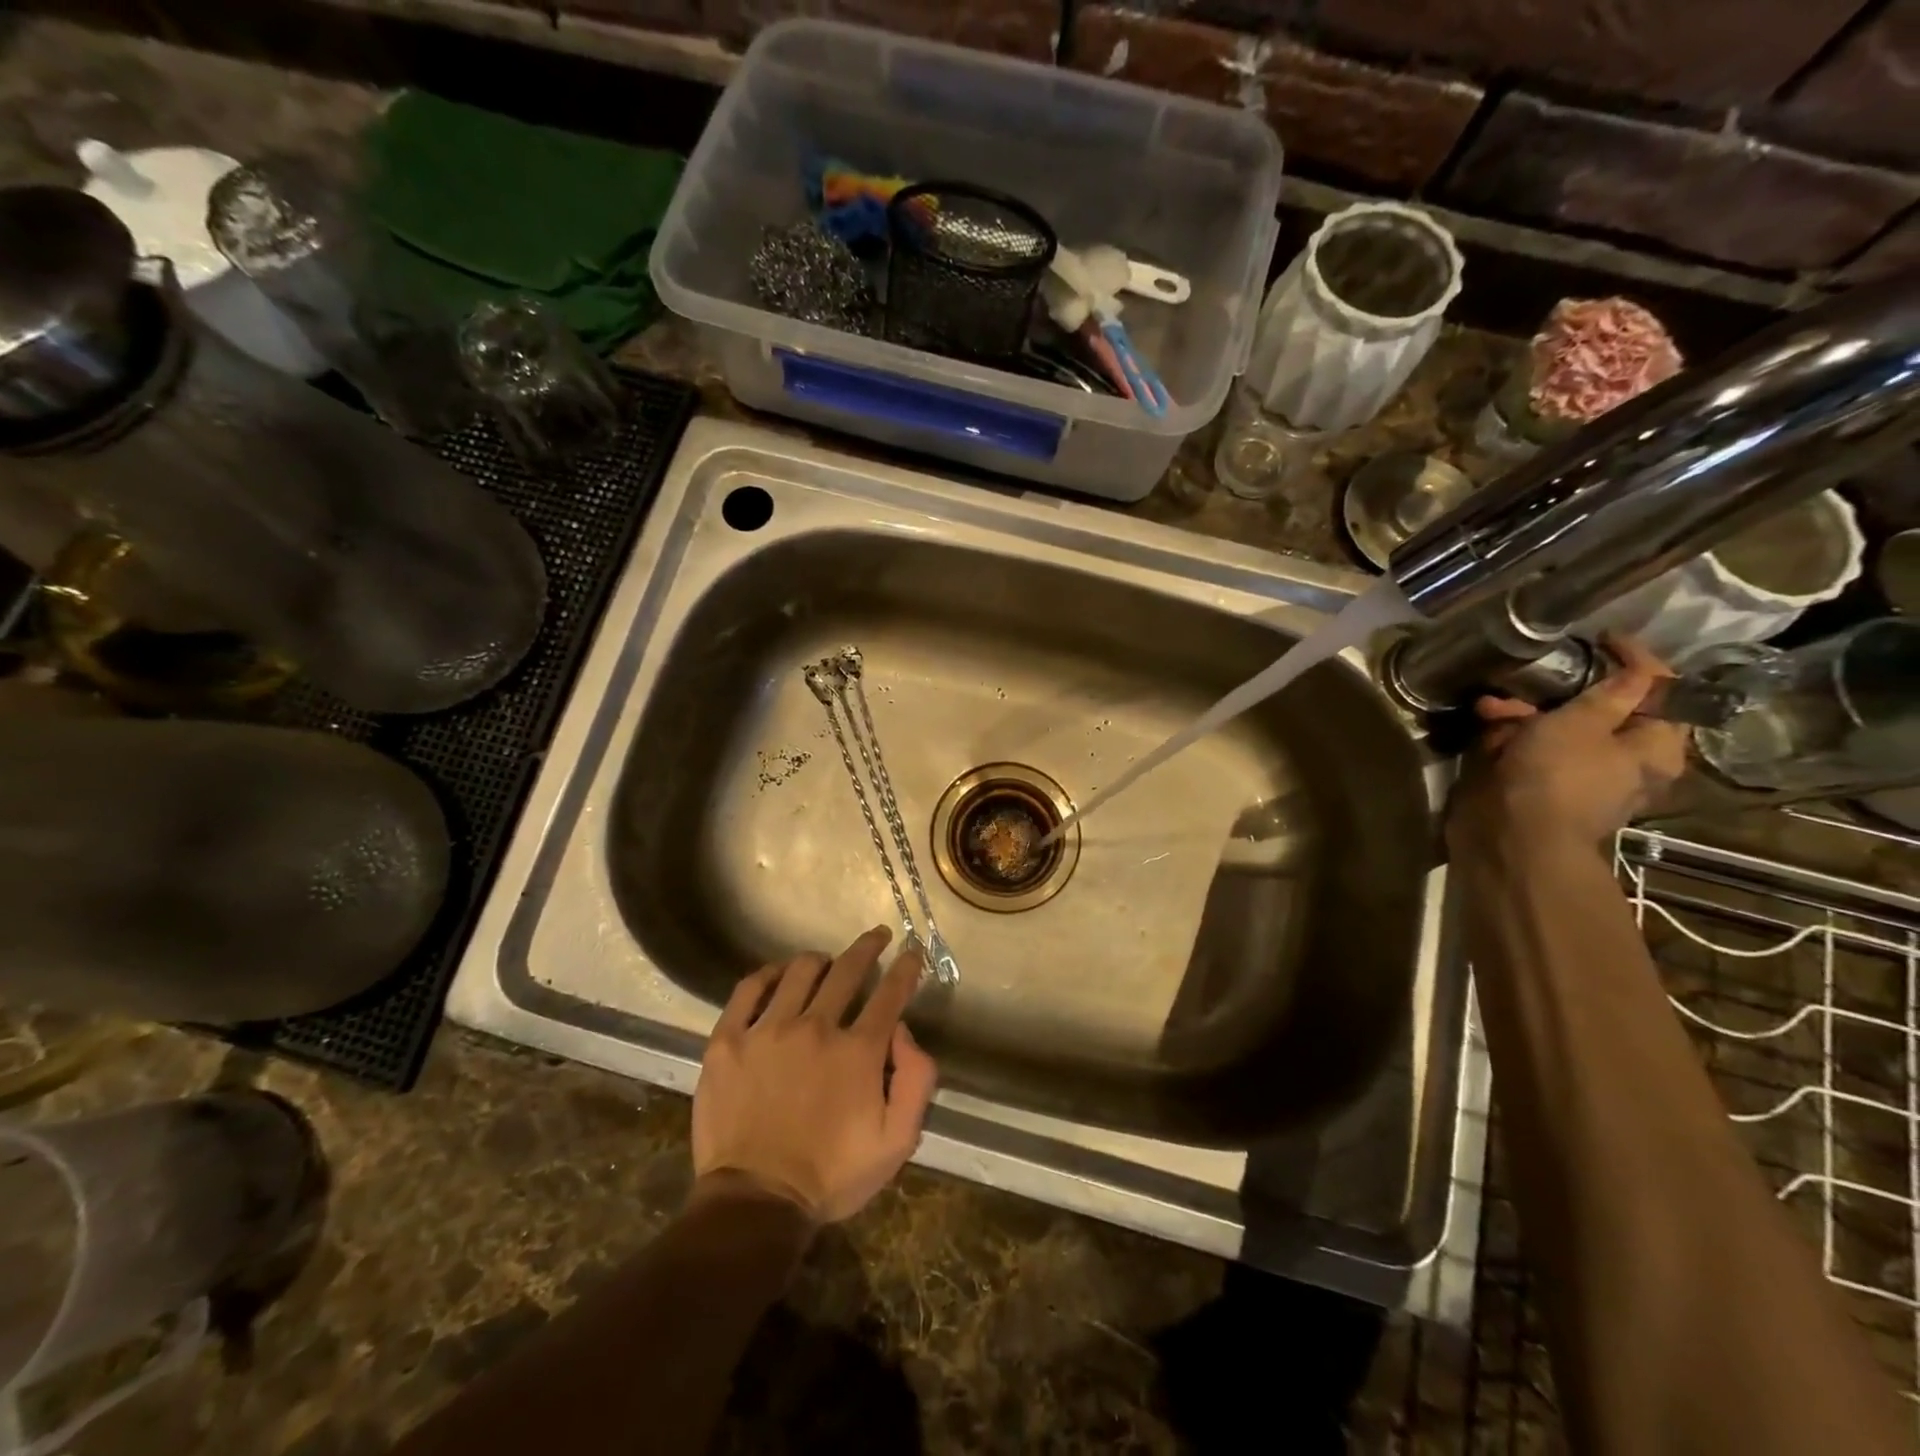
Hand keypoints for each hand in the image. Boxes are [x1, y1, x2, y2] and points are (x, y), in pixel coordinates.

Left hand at [691, 926, 937, 1223]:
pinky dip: (767, 974)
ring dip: (820, 960)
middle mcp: (816, 1027)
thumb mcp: (896, 1142)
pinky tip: (777, 975)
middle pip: (847, 970)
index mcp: (857, 1051)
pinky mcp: (728, 1041)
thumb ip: (915, 1081)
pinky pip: (748, 989)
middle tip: (875, 936)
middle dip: (867, 947)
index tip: (911, 951)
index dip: (905, 968)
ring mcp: (767, 1030)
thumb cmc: (830, 1175)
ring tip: (825, 962)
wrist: (755, 1203)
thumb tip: (903, 1031)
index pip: (890, 994)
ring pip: (799, 971)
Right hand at [1446, 637, 1690, 858]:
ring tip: (1491, 707)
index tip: (1605, 638)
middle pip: (1605, 711)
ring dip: (1526, 713)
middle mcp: (1626, 762)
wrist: (1512, 838)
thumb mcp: (1582, 723)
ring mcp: (1581, 775)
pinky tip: (1485, 727)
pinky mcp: (1541, 786)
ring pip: (1560, 730)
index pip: (1663, 690)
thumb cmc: (1556, 776)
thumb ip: (1611, 693)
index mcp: (1655, 747)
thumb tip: (1640, 670)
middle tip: (1535, 677)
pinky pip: (1533, 751)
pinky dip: (1511, 736)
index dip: (1637, 660)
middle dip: (1564, 692)